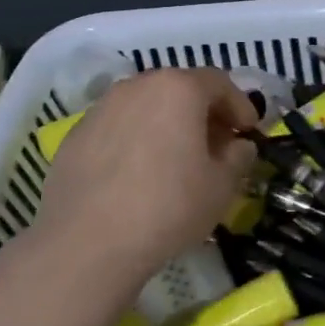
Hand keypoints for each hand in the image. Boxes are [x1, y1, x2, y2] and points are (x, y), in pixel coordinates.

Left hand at [34, 68, 257, 287]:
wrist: (87, 242)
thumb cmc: (168, 207)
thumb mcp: (221, 187)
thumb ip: (238, 158)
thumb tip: (239, 146)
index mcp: (178, 89)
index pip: (219, 83)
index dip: (239, 105)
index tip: (248, 132)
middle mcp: (137, 86)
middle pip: (179, 89)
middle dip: (202, 113)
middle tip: (216, 145)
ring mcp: (101, 108)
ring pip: (145, 106)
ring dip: (166, 124)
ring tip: (175, 160)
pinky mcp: (76, 134)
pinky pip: (117, 128)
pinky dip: (135, 140)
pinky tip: (136, 175)